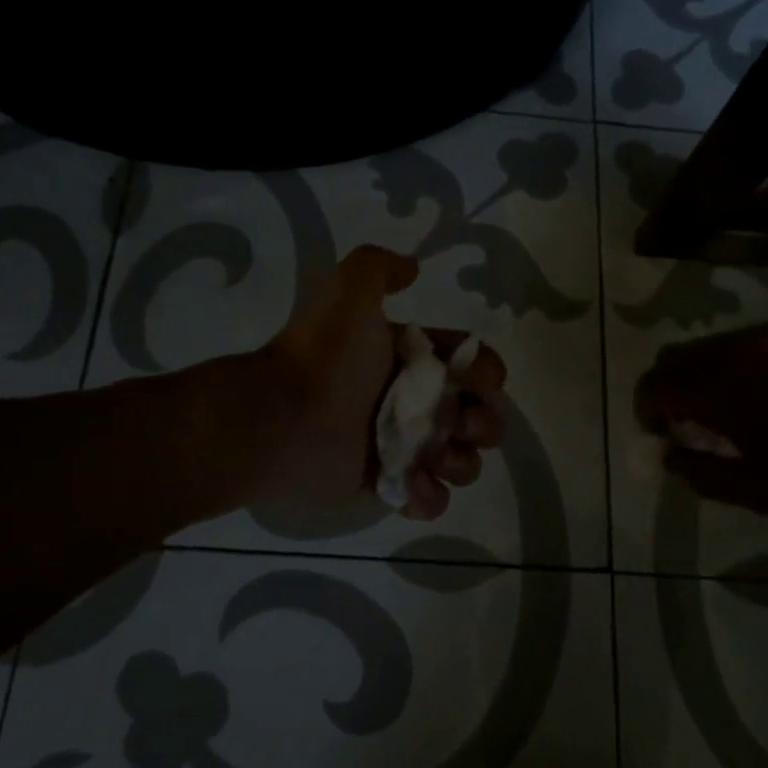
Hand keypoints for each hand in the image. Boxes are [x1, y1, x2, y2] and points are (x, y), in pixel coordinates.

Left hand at [249, 245, 507, 520]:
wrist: (281, 418)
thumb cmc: (325, 358)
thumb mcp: (349, 291)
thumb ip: (379, 267)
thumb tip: (413, 269)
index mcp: (406, 360)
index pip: (466, 365)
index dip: (486, 373)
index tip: (486, 382)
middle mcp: (407, 402)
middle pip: (474, 416)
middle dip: (484, 422)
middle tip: (462, 424)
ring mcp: (397, 448)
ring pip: (459, 460)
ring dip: (463, 462)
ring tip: (438, 457)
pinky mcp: (384, 487)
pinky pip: (427, 499)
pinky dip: (428, 496)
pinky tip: (411, 484)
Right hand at [635, 321, 767, 512]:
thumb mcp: (756, 490)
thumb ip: (700, 474)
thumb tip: (669, 457)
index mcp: (716, 385)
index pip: (653, 385)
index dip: (647, 411)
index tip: (663, 436)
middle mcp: (732, 348)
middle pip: (673, 357)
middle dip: (669, 390)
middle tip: (690, 424)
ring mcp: (766, 333)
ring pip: (709, 347)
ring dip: (703, 375)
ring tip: (731, 410)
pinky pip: (745, 342)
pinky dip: (736, 364)